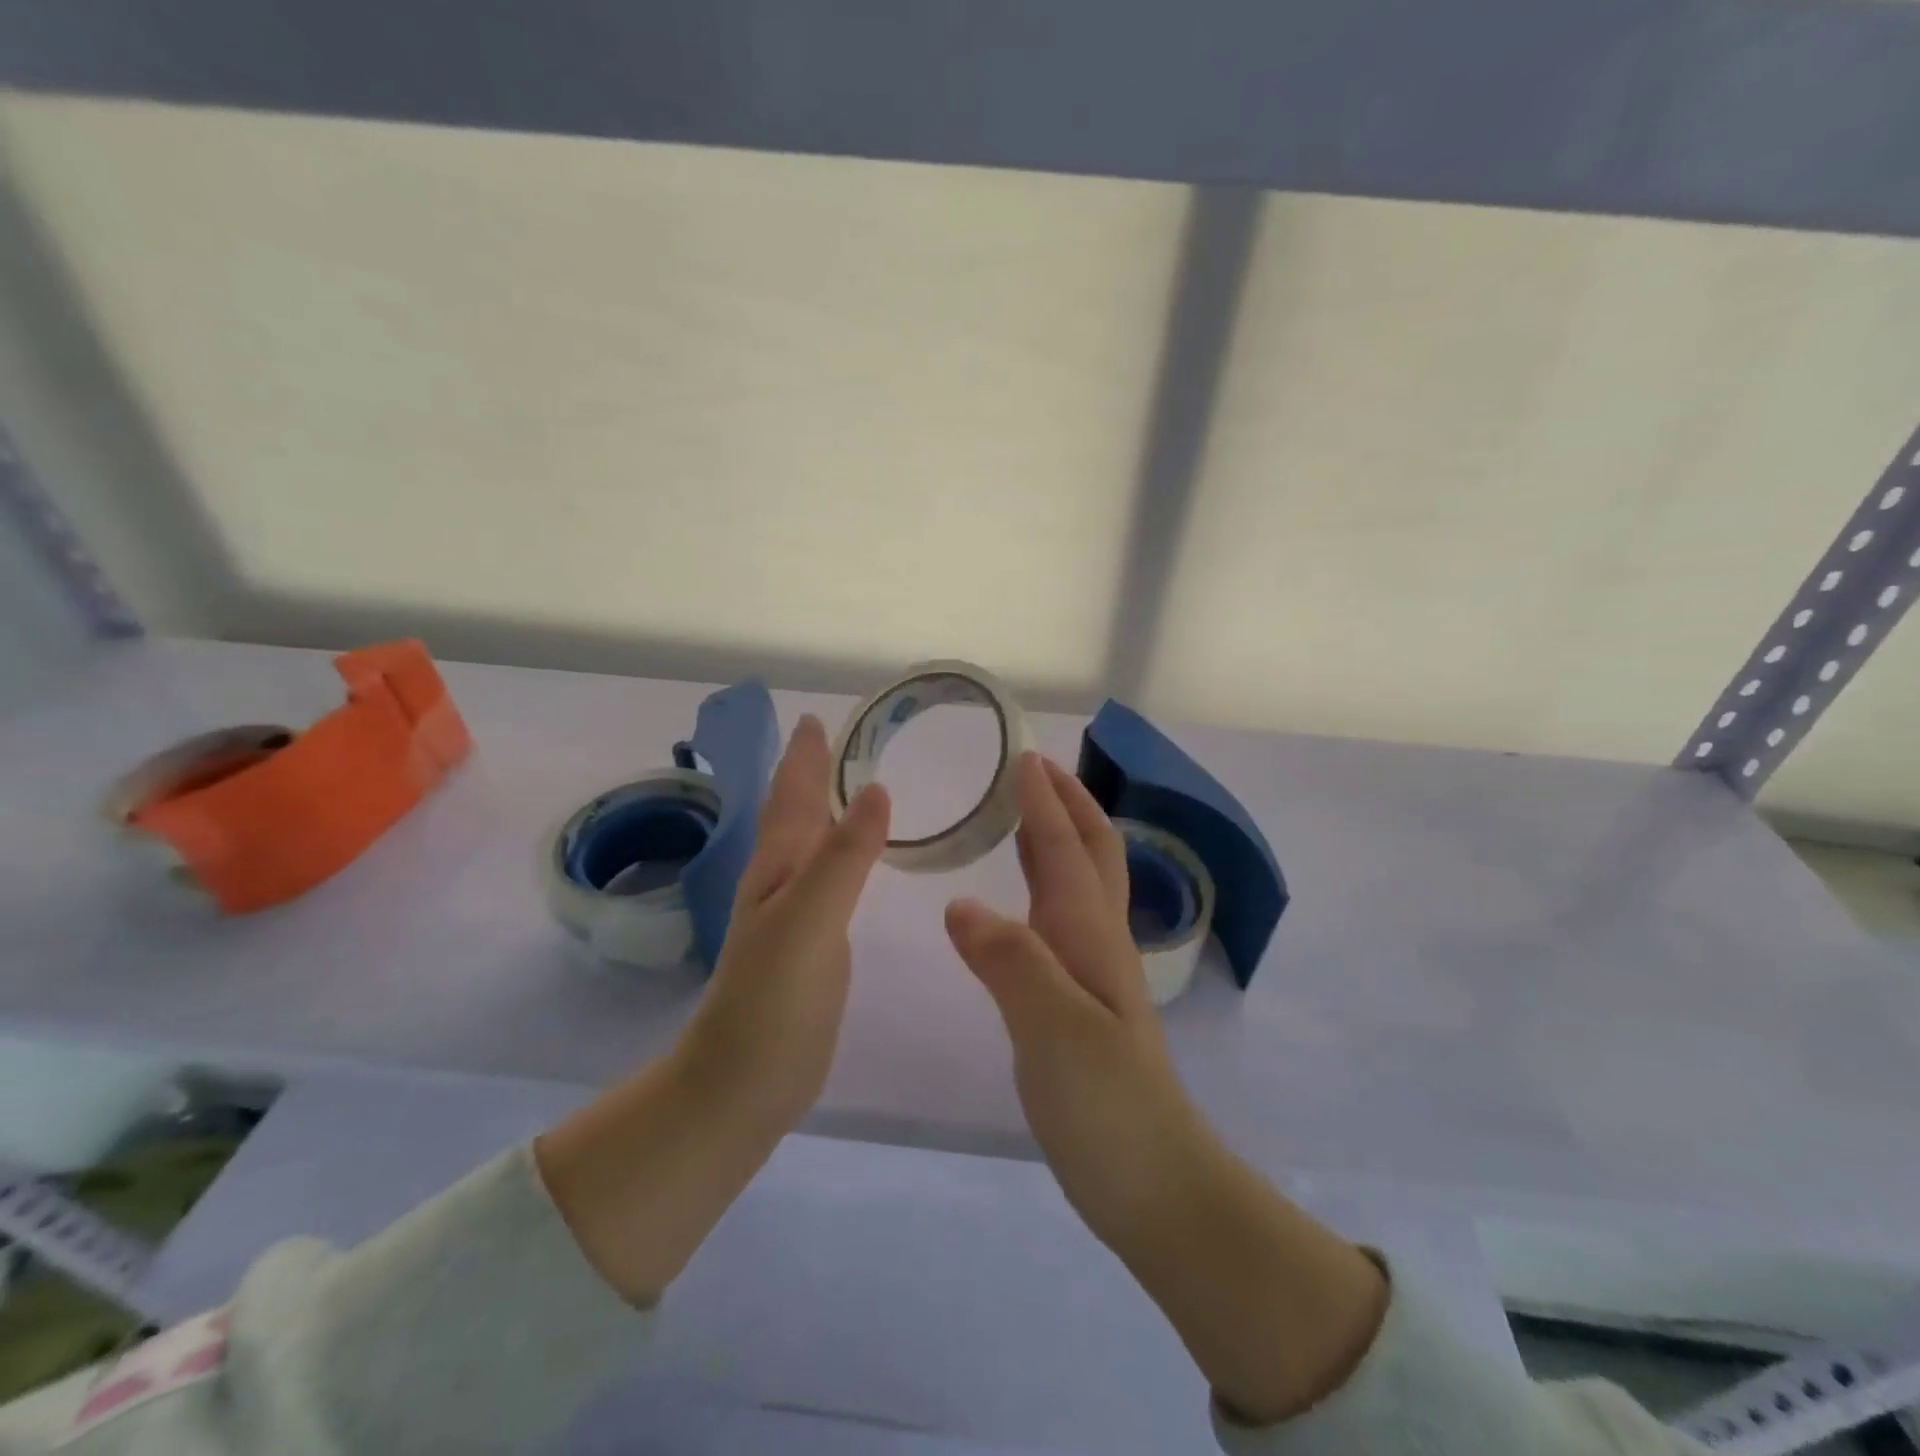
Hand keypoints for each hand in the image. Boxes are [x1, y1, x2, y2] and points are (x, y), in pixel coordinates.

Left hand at [678, 712, 891, 1129]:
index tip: (817, 716)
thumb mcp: (809, 920)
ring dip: (826, 808)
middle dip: (813, 772)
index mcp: (777, 865)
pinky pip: (830, 878)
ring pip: (811, 843)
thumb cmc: (772, 999)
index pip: (791, 794)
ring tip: (851, 783)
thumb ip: (843, 857)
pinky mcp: (812, 942)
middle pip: (796, 811)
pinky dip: (842, 854)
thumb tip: (875, 787)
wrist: (743, 1081)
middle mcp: (781, 879)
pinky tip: (855, 858)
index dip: (804, 756)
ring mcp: (795, 912)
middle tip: (839, 739)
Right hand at [946, 753, 1386, 1425]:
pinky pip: (1062, 919)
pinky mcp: (1082, 1001)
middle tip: (1033, 771)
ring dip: (1059, 837)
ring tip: (1026, 814)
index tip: (1022, 756)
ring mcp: (1094, 971)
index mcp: (1089, 934)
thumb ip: (1011, 963)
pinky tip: (1023, 899)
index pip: (1065, 849)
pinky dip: (1045, 885)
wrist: (1154, 1182)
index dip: (1044, 802)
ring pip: (1080, 882)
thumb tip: (961, 905)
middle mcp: (1097, 940)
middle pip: (1090, 852)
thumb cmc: (1107, 1106)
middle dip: (1067, 804)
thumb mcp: (1054, 1032)